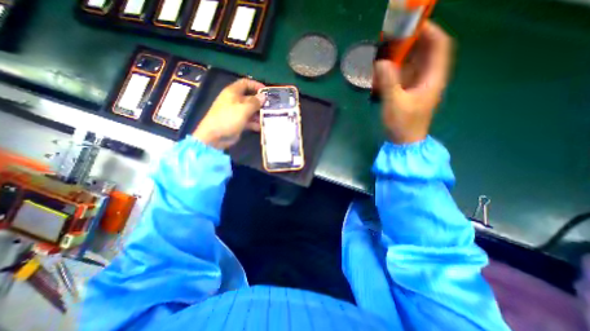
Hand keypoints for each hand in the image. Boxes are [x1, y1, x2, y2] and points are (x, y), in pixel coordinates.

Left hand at [194, 78, 264, 147]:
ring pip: (251, 110)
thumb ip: (255, 102)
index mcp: (233, 92)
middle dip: (260, 102)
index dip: (256, 85)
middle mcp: (235, 101)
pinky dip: (255, 123)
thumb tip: (263, 96)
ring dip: (259, 114)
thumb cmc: (228, 118)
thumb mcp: (243, 109)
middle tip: (271, 107)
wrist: (215, 136)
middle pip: (250, 98)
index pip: (245, 83)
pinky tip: (262, 127)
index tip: (266, 91)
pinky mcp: (239, 122)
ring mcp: (237, 112)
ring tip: (269, 117)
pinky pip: (249, 121)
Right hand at [375, 21, 452, 143]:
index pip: (440, 46)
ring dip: (405, 54)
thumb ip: (388, 82)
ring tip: (389, 49)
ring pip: (417, 62)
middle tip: (395, 37)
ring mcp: (420, 85)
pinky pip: (407, 73)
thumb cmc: (403, 124)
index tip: (413, 25)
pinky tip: (387, 67)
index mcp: (433, 78)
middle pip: (428, 52)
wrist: (404, 141)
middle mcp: (429, 78)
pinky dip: (398, 67)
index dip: (430, 32)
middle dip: (414, 41)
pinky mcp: (410, 92)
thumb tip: (381, 62)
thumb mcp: (394, 103)